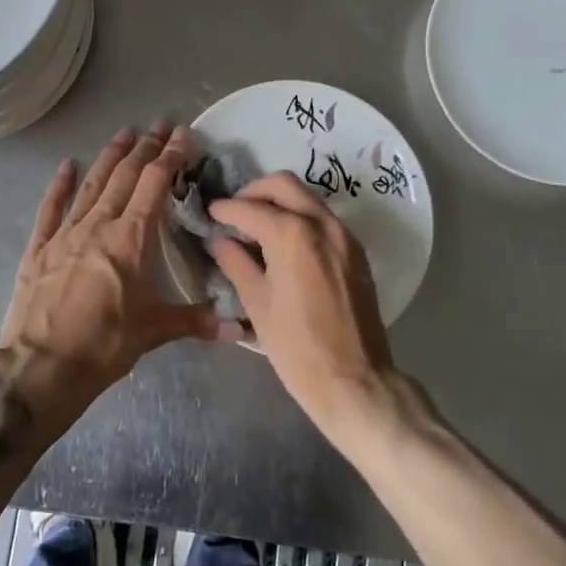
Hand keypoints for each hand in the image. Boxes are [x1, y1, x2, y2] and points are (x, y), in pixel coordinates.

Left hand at [0, 123, 218, 400]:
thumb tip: (240, 328)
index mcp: (130, 239)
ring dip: (109, 157)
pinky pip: (50, 208)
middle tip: (159, 124)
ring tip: (124, 133)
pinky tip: (66, 166)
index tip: (183, 134)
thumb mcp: (155, 331)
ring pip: (92, 185)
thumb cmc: (104, 345)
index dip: (170, 156)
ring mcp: (65, 233)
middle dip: (145, 148)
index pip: (154, 184)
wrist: (41, 367)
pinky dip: (60, 185)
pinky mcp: (39, 248)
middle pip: (124, 176)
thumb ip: (197, 321)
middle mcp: (98, 225)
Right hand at [205, 172, 394, 426]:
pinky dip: (300, 217)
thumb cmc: (297, 347)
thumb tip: (218, 239)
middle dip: (254, 192)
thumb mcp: (256, 304)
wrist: (355, 381)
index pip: (249, 208)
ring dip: (279, 202)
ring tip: (256, 226)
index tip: (209, 214)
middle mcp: (322, 223)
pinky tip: (284, 243)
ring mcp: (344, 235)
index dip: (224, 209)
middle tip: (234, 213)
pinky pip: (323, 218)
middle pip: (283, 185)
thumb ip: (235, 262)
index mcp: (292, 235)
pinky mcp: (356, 251)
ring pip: (307, 198)